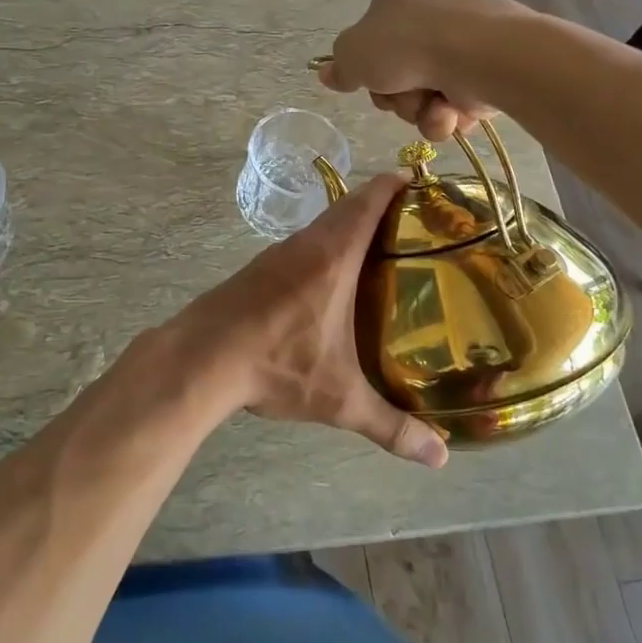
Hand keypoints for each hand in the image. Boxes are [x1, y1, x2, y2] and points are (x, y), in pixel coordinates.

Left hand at [168, 174, 447, 467]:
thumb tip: (440, 457)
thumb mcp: (339, 398)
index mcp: (333, 255)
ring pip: (323, 227)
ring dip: (351, 229)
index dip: (397, 185)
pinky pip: (303, 245)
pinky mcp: (258, 268)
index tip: (424, 185)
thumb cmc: (275, 364)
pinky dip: (326, 248)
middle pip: (349, 208)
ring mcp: (277, 253)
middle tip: (419, 227)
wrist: (200, 358)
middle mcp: (306, 243)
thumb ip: (392, 426)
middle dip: (383, 208)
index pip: (369, 200)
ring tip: (384, 254)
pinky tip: (334, 282)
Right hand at [318, 0, 500, 140]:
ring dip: (418, 110)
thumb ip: (340, 66)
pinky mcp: (487, 71)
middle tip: (398, 94)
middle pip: (396, 71)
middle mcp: (433, 14)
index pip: (373, 33)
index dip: (367, 64)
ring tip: (431, 106)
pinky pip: (454, 106)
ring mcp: (463, 43)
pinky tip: (450, 114)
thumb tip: (328, 74)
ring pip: (423, 94)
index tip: (366, 80)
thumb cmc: (406, 44)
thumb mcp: (353, 53)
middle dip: (394, 95)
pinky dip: (447, 116)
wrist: (476, 54)